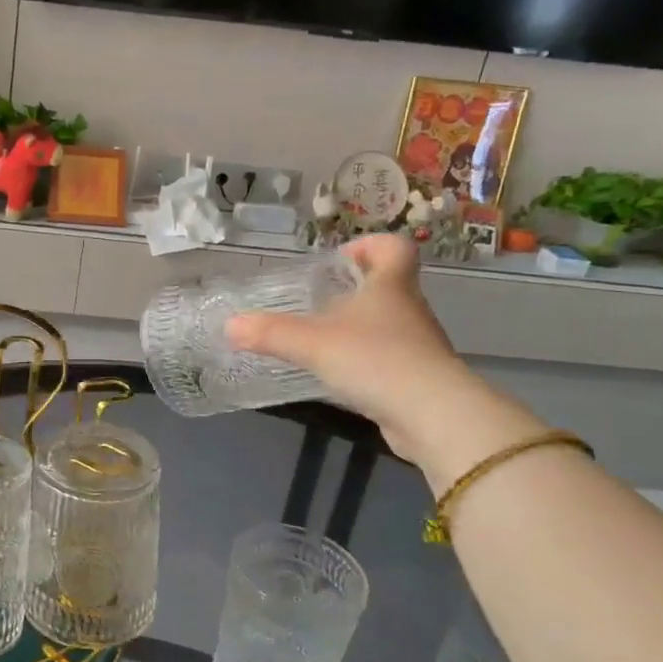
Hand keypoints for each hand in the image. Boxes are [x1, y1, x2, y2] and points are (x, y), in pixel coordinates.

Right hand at [227, 235, 542, 484]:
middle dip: (354, 291)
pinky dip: (364, 364)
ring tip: (320, 344)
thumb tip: (230, 324)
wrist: (432, 416)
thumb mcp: (312, 343)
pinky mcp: (417, 380)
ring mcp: (418, 347)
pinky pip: (387, 361)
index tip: (340, 260)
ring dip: (358, 330)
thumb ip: (270, 333)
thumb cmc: (374, 360)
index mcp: (391, 287)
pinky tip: (339, 379)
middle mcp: (410, 310)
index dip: (369, 245)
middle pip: (388, 287)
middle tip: (316, 304)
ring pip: (387, 326)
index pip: (394, 248)